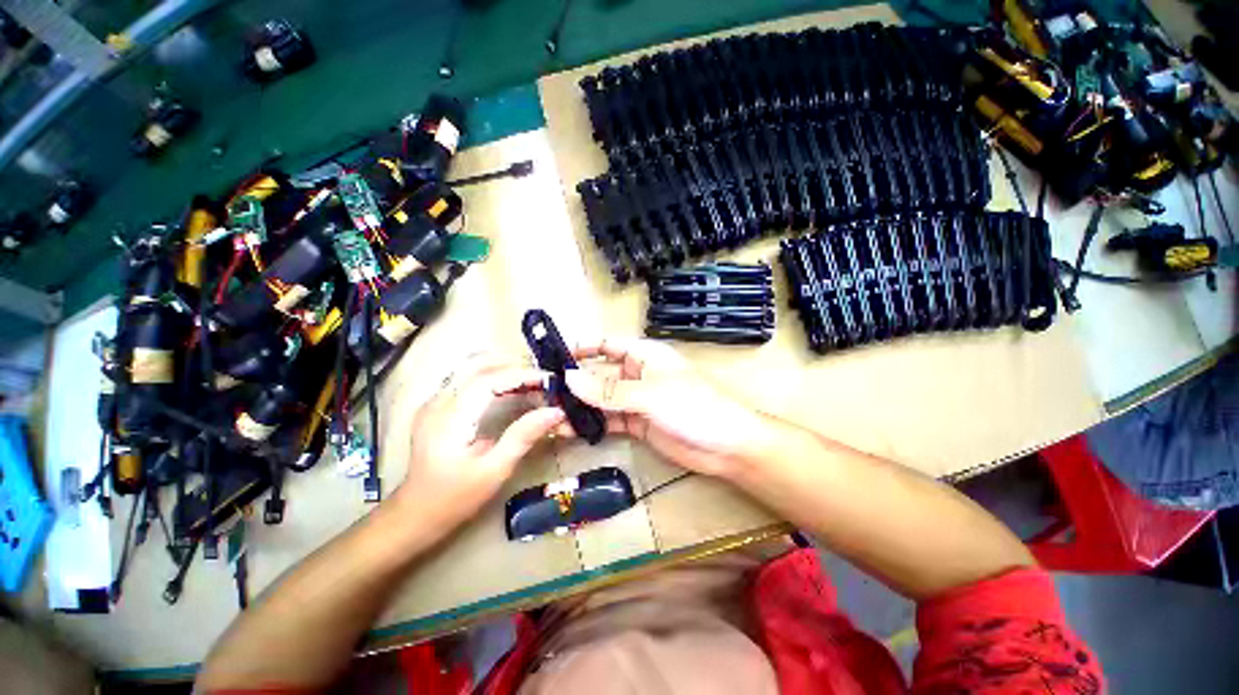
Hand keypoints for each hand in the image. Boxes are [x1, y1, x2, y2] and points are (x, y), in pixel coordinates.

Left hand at [392, 354, 564, 527]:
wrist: (414, 515)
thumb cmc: (454, 498)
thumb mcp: (494, 471)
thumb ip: (524, 436)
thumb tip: (556, 412)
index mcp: (450, 417)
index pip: (489, 379)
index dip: (521, 375)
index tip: (549, 380)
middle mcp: (439, 401)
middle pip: (478, 365)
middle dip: (514, 366)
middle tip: (542, 379)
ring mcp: (435, 402)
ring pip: (472, 369)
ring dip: (504, 370)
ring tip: (532, 383)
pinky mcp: (438, 407)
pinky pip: (468, 380)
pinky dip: (493, 379)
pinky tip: (511, 391)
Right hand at [564, 339, 768, 477]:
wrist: (726, 446)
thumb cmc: (693, 406)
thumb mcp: (650, 394)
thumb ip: (609, 390)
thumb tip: (568, 379)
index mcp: (643, 355)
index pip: (606, 344)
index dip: (581, 347)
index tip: (552, 357)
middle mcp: (636, 374)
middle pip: (599, 373)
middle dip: (575, 381)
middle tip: (543, 391)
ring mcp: (635, 400)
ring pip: (601, 399)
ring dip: (579, 405)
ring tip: (550, 412)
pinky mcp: (636, 423)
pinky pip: (609, 420)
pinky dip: (591, 423)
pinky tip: (569, 429)